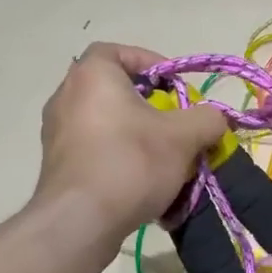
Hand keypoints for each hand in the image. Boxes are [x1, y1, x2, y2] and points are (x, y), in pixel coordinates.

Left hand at [36, 44, 228, 231]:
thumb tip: (215, 119)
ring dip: (137, 137)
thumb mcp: (185, 137)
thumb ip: (208, 119)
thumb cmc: (131, 163)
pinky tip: (142, 186)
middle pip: (116, 91)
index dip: (152, 64)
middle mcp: (66, 96)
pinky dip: (120, 160)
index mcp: (93, 75)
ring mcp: (56, 133)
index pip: (120, 52)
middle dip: (150, 107)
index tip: (176, 88)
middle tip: (175, 126)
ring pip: (108, 124)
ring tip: (164, 160)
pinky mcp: (57, 166)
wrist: (80, 221)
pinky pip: (96, 152)